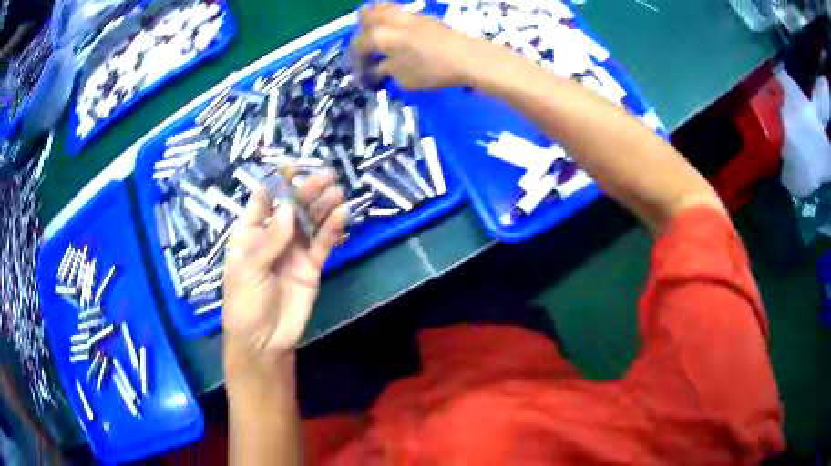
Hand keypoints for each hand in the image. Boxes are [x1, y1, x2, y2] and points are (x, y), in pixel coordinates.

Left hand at [222, 170, 347, 369]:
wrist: (264, 341)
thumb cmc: (244, 303)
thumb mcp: (248, 269)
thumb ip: (269, 239)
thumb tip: (287, 207)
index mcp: (249, 234)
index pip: (262, 201)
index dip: (275, 183)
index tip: (292, 166)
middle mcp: (273, 237)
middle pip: (290, 208)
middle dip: (306, 191)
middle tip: (327, 175)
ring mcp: (293, 251)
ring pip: (309, 222)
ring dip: (323, 206)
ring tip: (338, 191)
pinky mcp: (311, 266)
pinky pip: (322, 243)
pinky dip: (332, 229)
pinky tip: (342, 215)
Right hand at [352, 4, 488, 88]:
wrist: (467, 57)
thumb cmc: (433, 70)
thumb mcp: (403, 78)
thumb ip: (385, 70)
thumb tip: (378, 68)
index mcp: (379, 36)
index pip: (358, 45)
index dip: (356, 61)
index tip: (362, 74)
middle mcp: (389, 19)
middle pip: (364, 16)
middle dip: (361, 32)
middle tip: (369, 49)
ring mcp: (406, 13)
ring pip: (380, 8)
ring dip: (375, 21)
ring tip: (382, 38)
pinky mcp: (421, 14)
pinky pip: (397, 11)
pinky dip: (392, 20)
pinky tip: (400, 34)